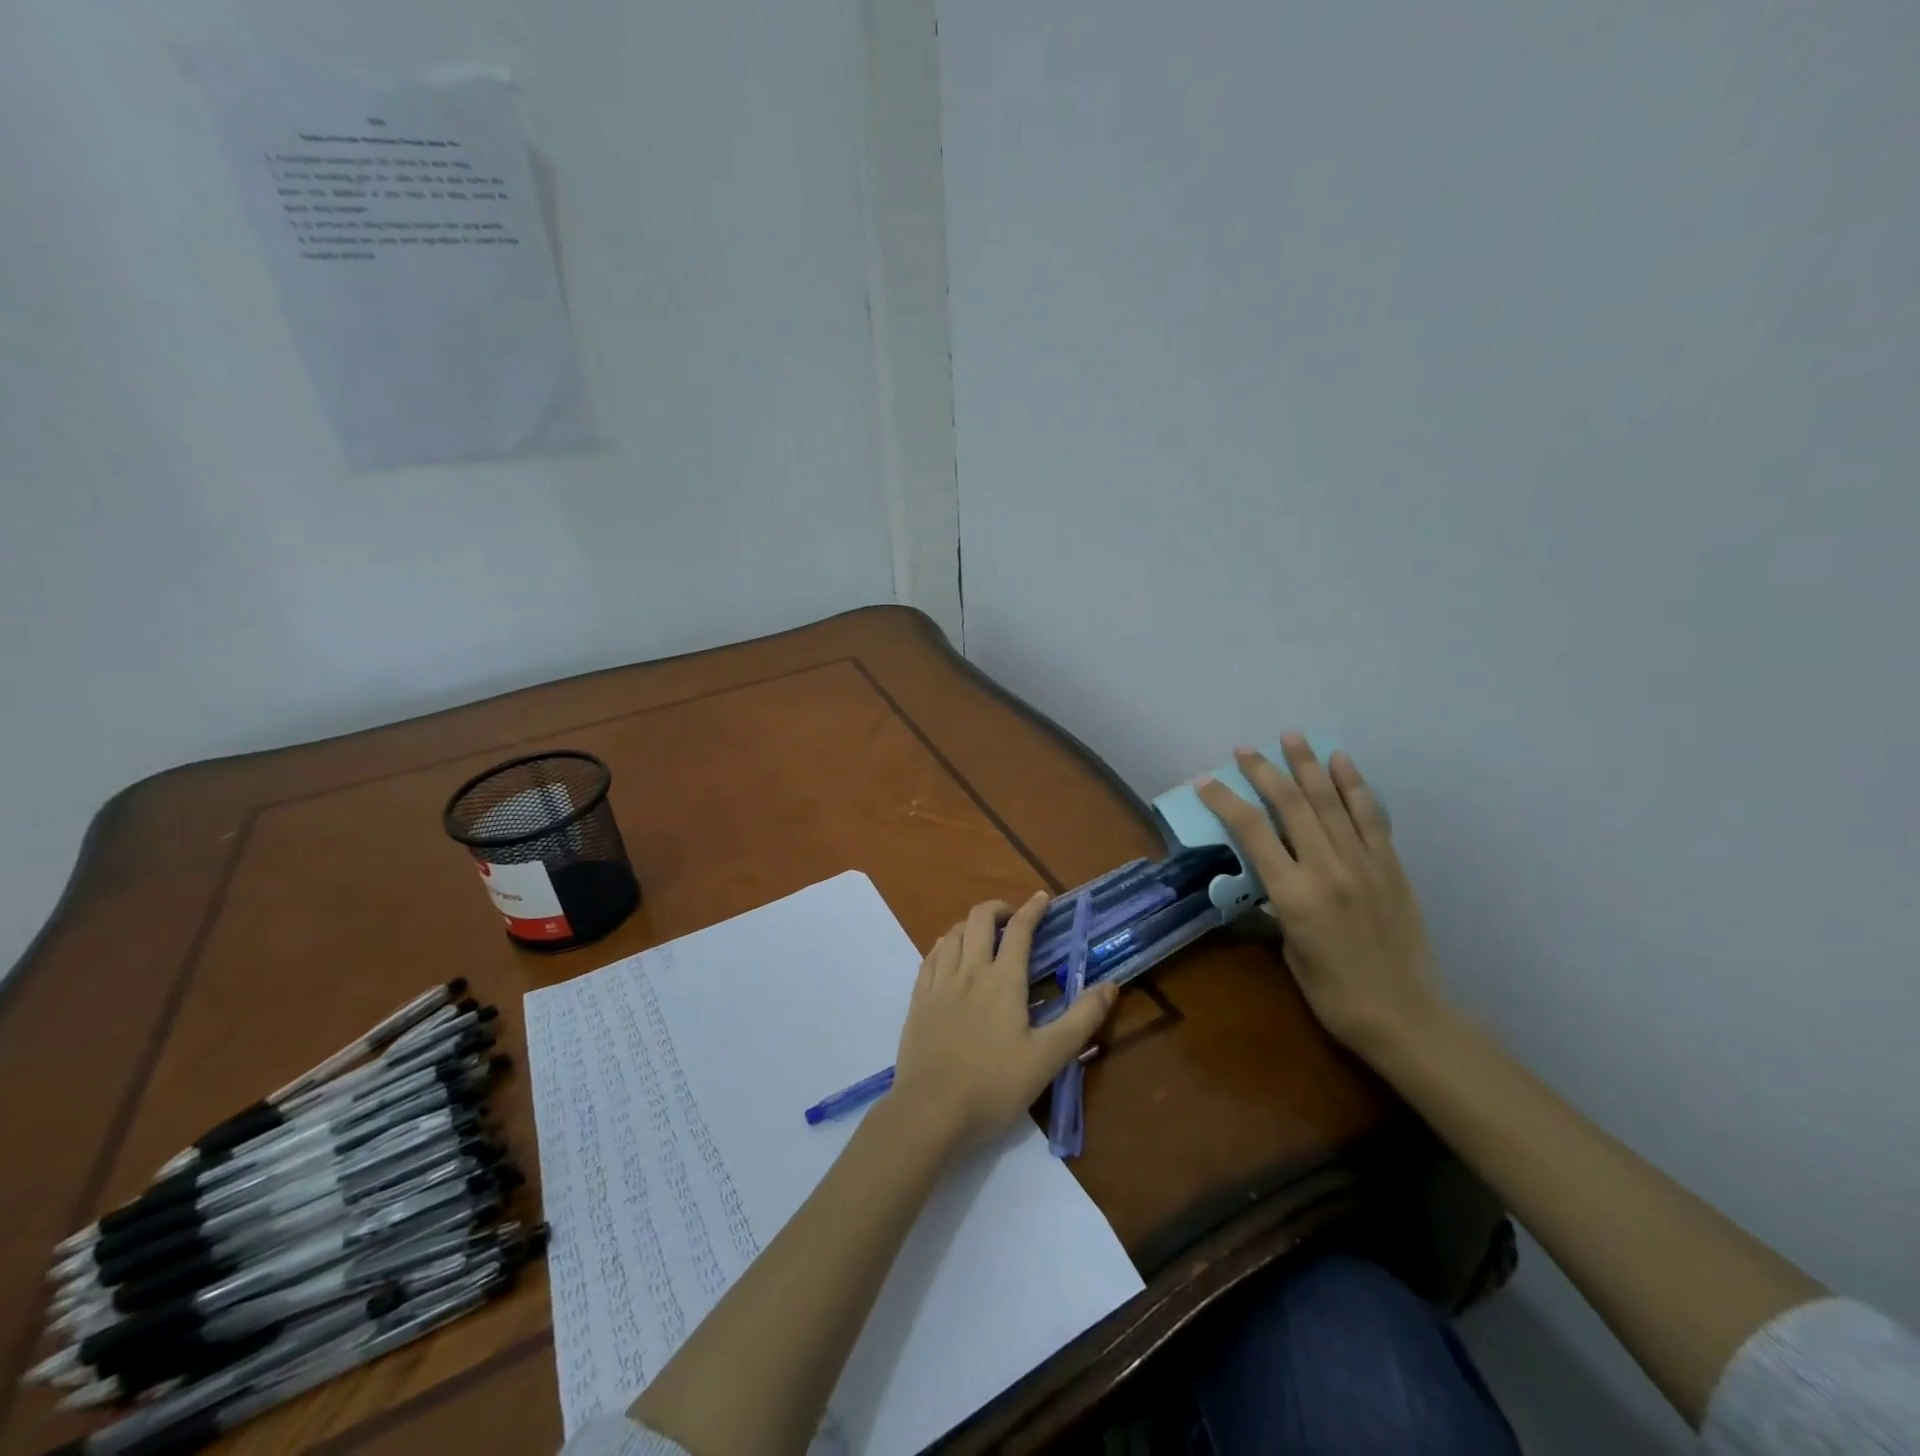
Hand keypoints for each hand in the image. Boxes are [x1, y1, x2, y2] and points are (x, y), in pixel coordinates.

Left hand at [890, 893, 1118, 1149]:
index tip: (1043, 898)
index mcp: (1003, 980)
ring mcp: (939, 983)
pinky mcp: (919, 999)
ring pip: (953, 933)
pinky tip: (949, 953)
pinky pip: (931, 955)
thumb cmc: (994, 1085)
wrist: (931, 1110)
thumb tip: (1111, 985)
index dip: (1033, 910)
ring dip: (971, 924)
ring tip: (984, 935)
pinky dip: (946, 943)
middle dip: (998, 908)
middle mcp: (969, 970)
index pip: (1020, 931)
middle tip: (1013, 917)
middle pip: (980, 919)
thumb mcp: (1049, 1057)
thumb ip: (1081, 1018)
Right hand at [1196, 735, 1448, 1062]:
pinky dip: (1354, 786)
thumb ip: (1275, 902)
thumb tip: (1264, 874)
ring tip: (1291, 737)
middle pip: (1290, 805)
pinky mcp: (1391, 866)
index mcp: (1293, 895)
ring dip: (1308, 766)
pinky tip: (1341, 762)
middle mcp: (1328, 869)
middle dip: (1264, 772)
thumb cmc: (1332, 993)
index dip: (1225, 801)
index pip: (1251, 831)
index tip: (1205, 781)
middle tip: (1244, 750)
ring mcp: (1364, 864)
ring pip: (1330, 802)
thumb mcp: (1287, 949)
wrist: (1405, 1016)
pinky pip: (1370, 817)